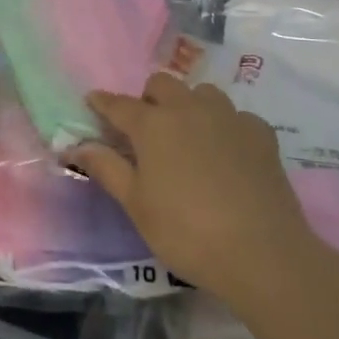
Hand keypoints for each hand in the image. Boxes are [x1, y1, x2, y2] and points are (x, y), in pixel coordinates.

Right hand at [70, 74, 314, 310]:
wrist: (262, 254)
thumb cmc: (186, 232)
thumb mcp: (136, 204)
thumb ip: (106, 168)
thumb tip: (76, 146)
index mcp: (153, 125)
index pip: (118, 104)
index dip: (102, 102)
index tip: (92, 101)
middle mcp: (189, 109)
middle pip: (162, 84)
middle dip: (149, 99)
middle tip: (146, 130)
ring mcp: (229, 118)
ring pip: (202, 93)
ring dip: (188, 105)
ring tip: (188, 136)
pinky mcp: (261, 134)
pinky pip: (236, 116)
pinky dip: (225, 126)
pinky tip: (226, 153)